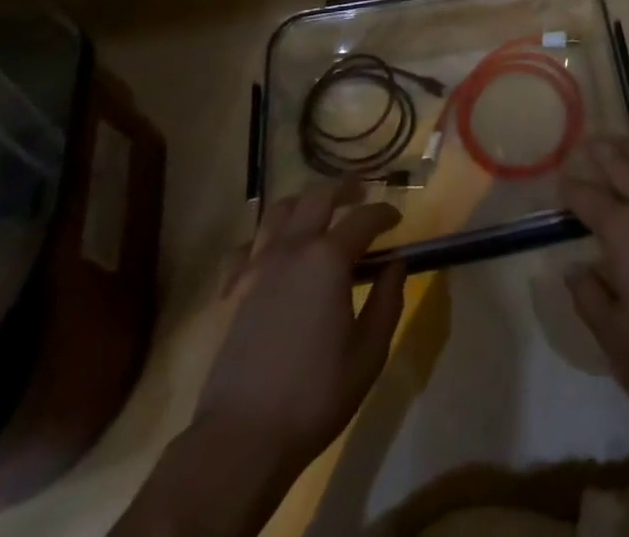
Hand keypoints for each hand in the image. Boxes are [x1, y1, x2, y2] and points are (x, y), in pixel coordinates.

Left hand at [195, 183, 405, 468]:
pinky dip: (265, 239)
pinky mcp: (231, 290)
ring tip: (318, 213)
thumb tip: (396, 264)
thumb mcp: (369, 352)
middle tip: (361, 195)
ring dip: (304, 204)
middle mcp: (292, 249)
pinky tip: (274, 254)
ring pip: (279, 210)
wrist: (241, 439)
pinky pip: (247, 246)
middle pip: (319, 196)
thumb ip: (388, 299)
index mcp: (329, 259)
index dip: (385, 212)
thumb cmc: (315, 395)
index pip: (365, 217)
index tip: (397, 219)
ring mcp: (256, 266)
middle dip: (345, 189)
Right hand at [559, 138, 628, 392]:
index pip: (588, 199)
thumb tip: (573, 269)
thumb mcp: (618, 335)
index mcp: (621, 230)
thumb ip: (589, 299)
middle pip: (620, 167)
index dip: (571, 188)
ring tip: (613, 140)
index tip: (558, 177)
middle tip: (584, 140)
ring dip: (627, 151)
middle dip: (600, 152)